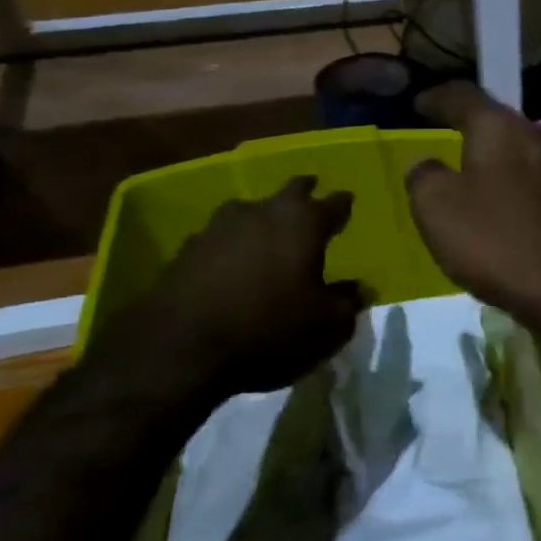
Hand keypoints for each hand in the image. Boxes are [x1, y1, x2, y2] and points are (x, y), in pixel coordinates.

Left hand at [107, 176, 364, 402]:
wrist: (179, 349)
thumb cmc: (269, 330)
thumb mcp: (326, 326)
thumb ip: (347, 302)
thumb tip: (361, 288)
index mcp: (304, 223)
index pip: (333, 204)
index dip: (343, 205)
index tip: (348, 202)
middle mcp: (263, 212)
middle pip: (290, 191)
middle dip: (304, 192)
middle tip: (312, 194)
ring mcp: (219, 227)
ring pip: (251, 209)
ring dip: (264, 216)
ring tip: (270, 228)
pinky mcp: (187, 249)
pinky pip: (221, 237)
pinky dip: (233, 244)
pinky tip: (233, 259)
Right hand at [407, 82, 540, 326]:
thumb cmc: (497, 240)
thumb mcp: (436, 207)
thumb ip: (424, 176)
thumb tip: (430, 166)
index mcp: (502, 126)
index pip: (463, 95)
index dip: (436, 98)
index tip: (418, 104)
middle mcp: (540, 135)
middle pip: (498, 123)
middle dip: (471, 131)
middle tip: (446, 142)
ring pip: (520, 153)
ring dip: (496, 163)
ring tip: (472, 180)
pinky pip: (536, 183)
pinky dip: (515, 189)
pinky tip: (504, 210)